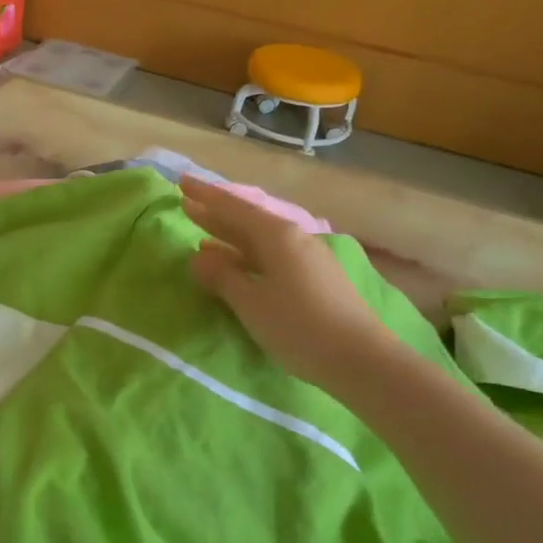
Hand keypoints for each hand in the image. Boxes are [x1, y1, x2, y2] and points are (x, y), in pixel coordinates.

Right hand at [182, 176, 386, 391]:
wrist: (361, 359)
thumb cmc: (299, 327)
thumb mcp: (251, 303)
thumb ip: (222, 276)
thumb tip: (199, 256)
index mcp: (277, 235)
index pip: (233, 208)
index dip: (206, 196)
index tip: (181, 183)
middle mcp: (293, 238)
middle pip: (247, 220)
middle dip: (216, 213)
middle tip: (186, 204)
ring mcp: (306, 258)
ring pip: (259, 240)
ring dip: (230, 237)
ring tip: (202, 236)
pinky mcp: (313, 279)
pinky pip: (270, 257)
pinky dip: (247, 257)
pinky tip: (235, 266)